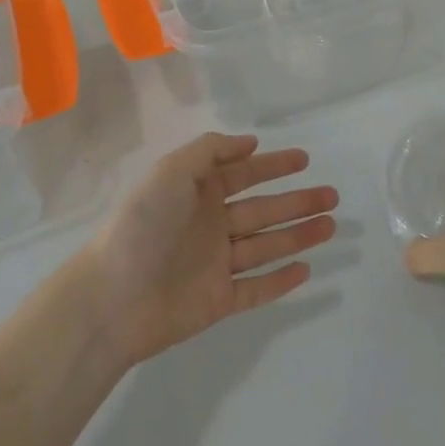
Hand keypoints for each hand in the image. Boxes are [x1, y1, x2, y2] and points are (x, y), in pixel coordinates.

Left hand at [83, 133, 338, 367]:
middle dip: (298, 202)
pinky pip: (255, 289)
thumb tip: (249, 143)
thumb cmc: (142, 226)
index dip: (273, 165)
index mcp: (198, 194)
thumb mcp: (171, 172)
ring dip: (299, 236)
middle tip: (333, 196)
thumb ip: (209, 152)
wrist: (112, 298)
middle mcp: (210, 226)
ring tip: (331, 226)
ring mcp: (215, 265)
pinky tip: (306, 270)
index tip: (304, 160)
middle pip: (263, 210)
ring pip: (266, 247)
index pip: (244, 174)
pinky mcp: (218, 302)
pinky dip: (280, 281)